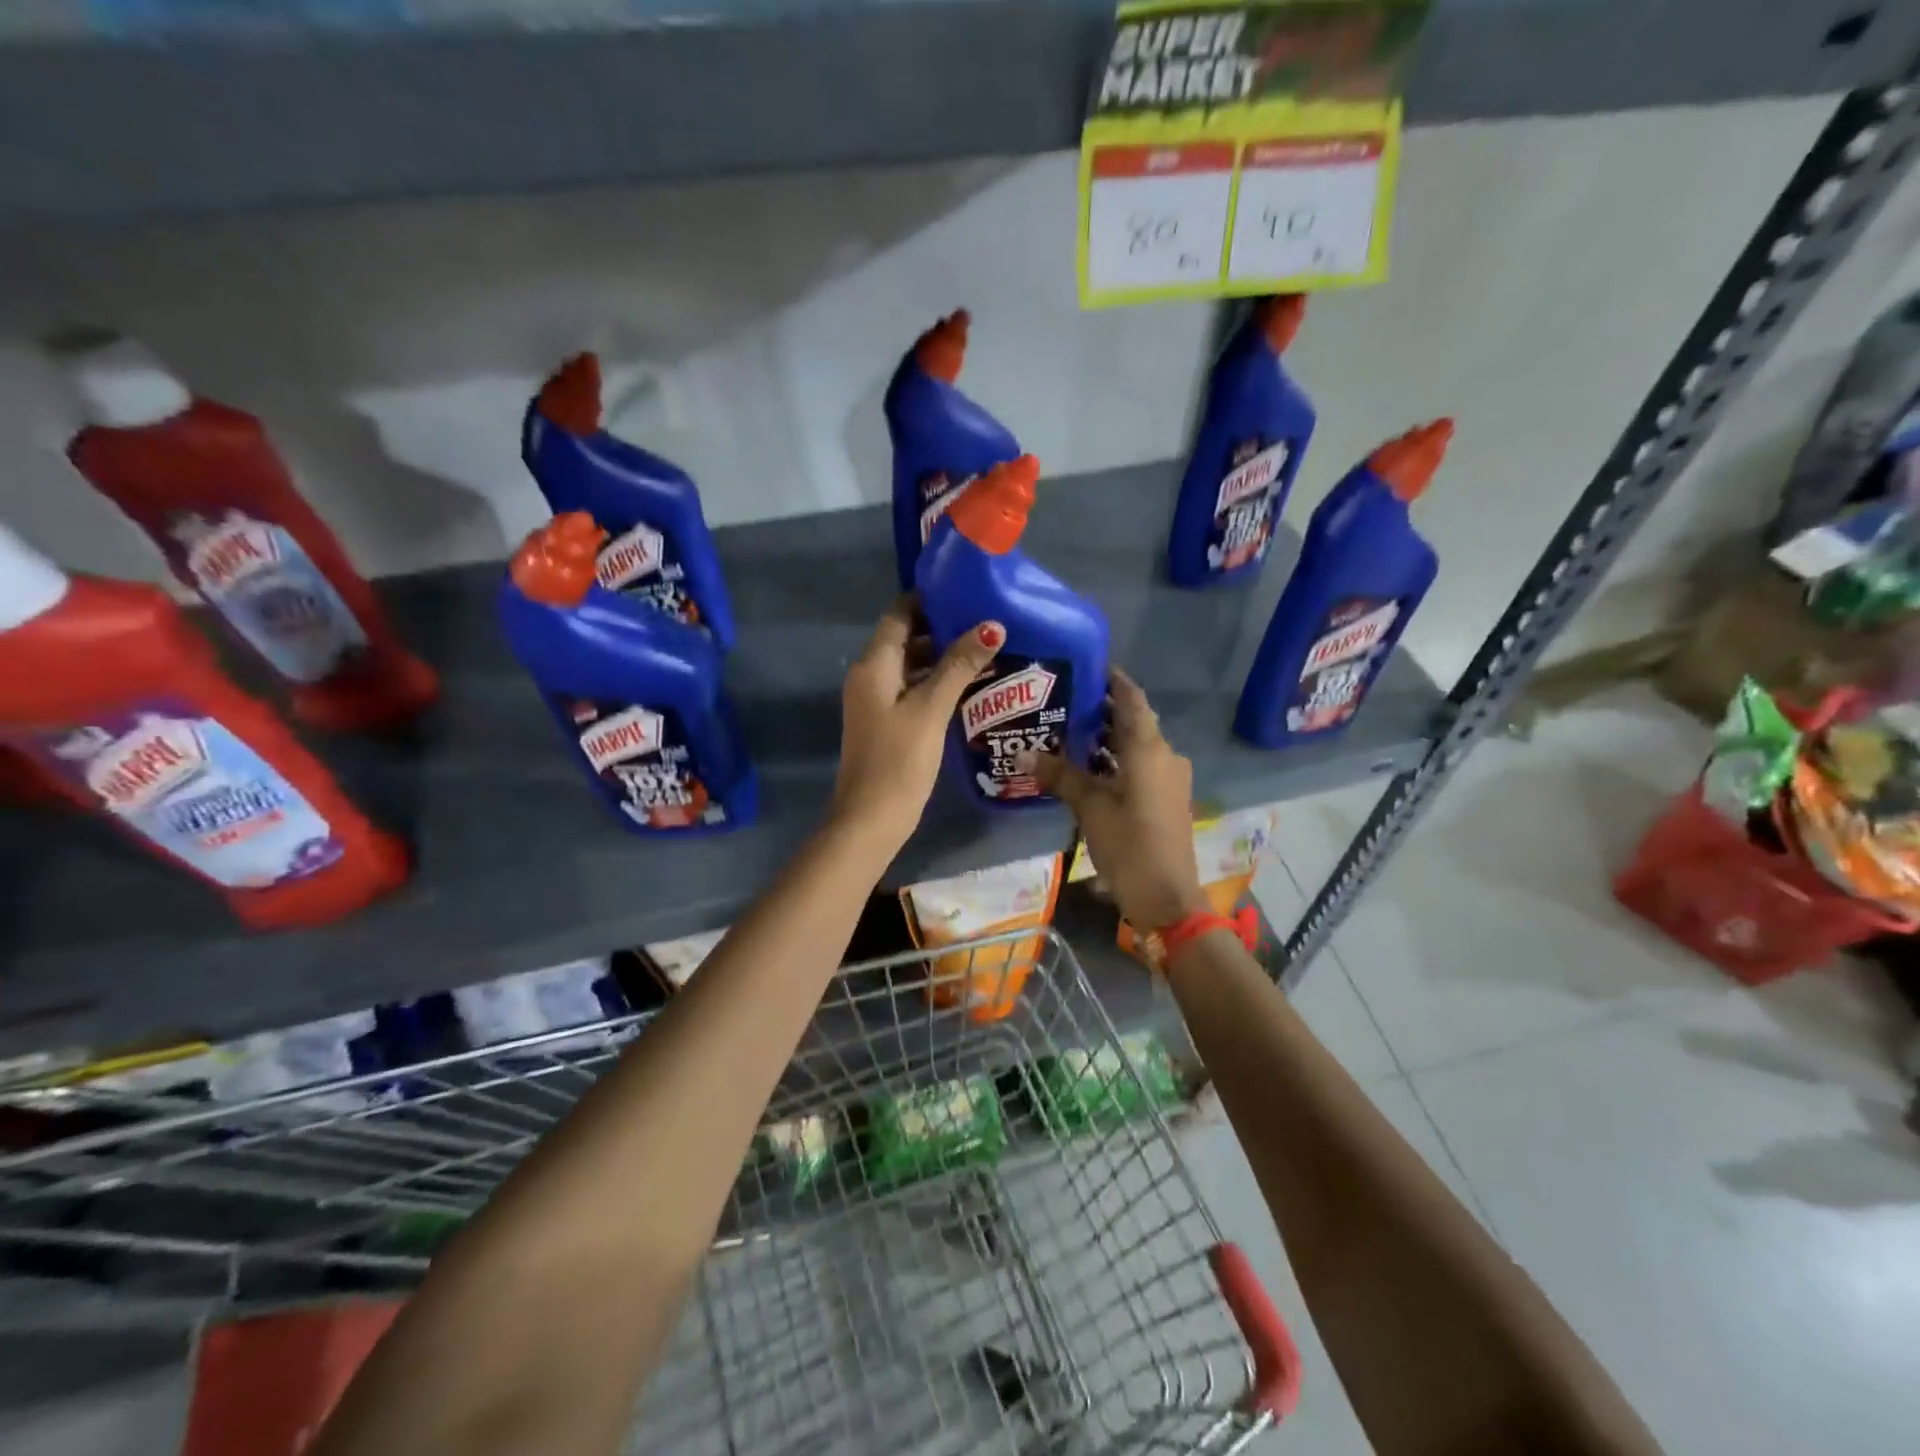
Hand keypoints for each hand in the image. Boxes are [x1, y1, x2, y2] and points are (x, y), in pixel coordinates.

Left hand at [832, 597, 1003, 852]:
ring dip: (942, 659)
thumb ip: (959, 665)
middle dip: (942, 629)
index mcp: (874, 666)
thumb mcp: (931, 709)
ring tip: (986, 652)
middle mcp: (869, 677)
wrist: (870, 820)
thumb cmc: (899, 761)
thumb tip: (991, 625)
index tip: (966, 592)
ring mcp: (876, 702)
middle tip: (986, 623)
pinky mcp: (886, 724)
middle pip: (905, 640)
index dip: (928, 600)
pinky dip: (936, 684)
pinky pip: (912, 691)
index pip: (898, 614)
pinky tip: (968, 688)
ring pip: (911, 667)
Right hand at [1025, 669, 1207, 930]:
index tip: (1088, 666)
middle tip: (1067, 700)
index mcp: (1149, 749)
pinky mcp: (1167, 798)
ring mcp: (1170, 778)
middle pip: (1135, 721)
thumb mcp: (1089, 808)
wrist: (1166, 896)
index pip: (1133, 699)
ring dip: (1110, 737)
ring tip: (1072, 731)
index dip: (1114, 680)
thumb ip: (1060, 776)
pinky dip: (1119, 760)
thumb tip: (1024, 755)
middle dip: (1105, 710)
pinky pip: (1142, 765)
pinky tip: (1091, 767)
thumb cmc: (1129, 844)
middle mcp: (1165, 756)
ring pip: (1138, 745)